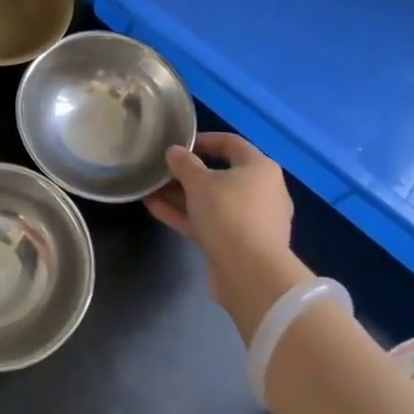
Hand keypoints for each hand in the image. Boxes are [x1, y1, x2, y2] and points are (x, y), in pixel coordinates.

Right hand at [146, 133, 310, 338]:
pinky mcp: (239, 245)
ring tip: (151, 189)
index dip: (204, 140)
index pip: (231, 143)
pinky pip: (210, 223)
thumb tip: (174, 151)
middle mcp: (262, 191)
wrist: (251, 274)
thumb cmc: (229, 214)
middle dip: (188, 173)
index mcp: (260, 168)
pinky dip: (186, 215)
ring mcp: (252, 221)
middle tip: (162, 170)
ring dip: (182, 196)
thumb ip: (184, 164)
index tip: (178, 143)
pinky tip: (155, 209)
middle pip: (221, 175)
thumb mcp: (200, 183)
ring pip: (213, 202)